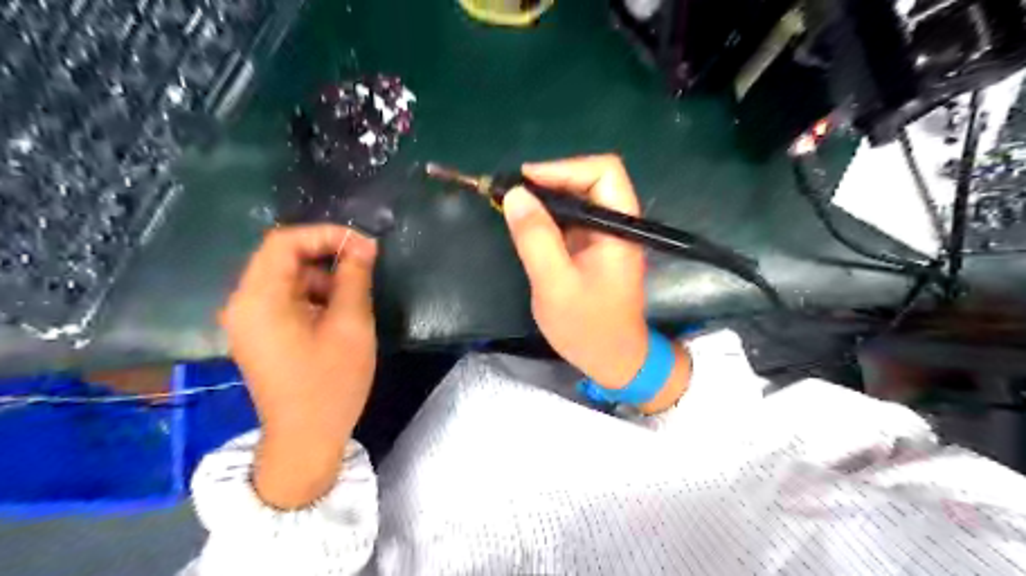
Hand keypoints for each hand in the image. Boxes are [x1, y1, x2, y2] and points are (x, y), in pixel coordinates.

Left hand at [219, 225, 375, 507]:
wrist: (305, 439)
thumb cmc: (330, 383)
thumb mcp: (351, 326)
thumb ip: (355, 278)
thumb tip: (363, 246)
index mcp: (259, 299)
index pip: (284, 242)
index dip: (326, 234)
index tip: (363, 246)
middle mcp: (243, 303)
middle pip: (281, 257)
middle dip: (326, 255)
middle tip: (364, 265)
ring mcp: (248, 320)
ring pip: (285, 277)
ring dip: (321, 276)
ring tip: (353, 296)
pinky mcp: (259, 334)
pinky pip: (284, 298)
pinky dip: (312, 295)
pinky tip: (336, 314)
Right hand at [499, 155, 688, 411]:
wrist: (612, 359)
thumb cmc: (587, 327)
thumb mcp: (555, 284)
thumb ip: (536, 239)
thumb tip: (516, 194)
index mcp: (619, 228)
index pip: (603, 172)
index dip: (564, 168)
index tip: (526, 180)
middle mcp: (616, 224)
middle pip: (589, 179)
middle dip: (550, 180)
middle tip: (512, 194)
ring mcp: (605, 235)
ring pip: (578, 198)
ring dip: (546, 197)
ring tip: (512, 206)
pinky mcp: (592, 247)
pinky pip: (570, 219)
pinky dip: (547, 216)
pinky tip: (526, 224)